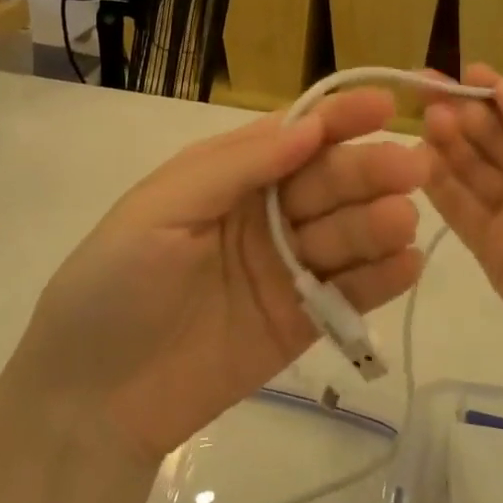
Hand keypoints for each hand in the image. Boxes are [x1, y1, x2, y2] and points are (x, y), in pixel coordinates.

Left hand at [11, 89, 428, 461]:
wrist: (92, 396)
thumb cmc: (114, 282)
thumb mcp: (162, 208)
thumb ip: (236, 167)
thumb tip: (309, 127)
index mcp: (228, 175)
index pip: (293, 136)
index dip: (338, 118)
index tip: (385, 106)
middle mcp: (264, 213)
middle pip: (327, 182)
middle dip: (367, 170)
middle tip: (411, 168)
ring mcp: (286, 267)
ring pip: (344, 234)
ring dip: (377, 222)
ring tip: (402, 219)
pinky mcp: (300, 321)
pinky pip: (347, 293)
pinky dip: (379, 279)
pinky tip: (406, 265)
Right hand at [422, 65, 502, 393]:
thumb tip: (502, 87)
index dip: (497, 94)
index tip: (463, 71)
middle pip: (497, 142)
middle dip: (467, 114)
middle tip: (431, 91)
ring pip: (475, 173)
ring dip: (451, 143)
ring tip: (427, 118)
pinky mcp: (495, 254)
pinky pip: (463, 212)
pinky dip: (440, 186)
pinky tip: (418, 158)